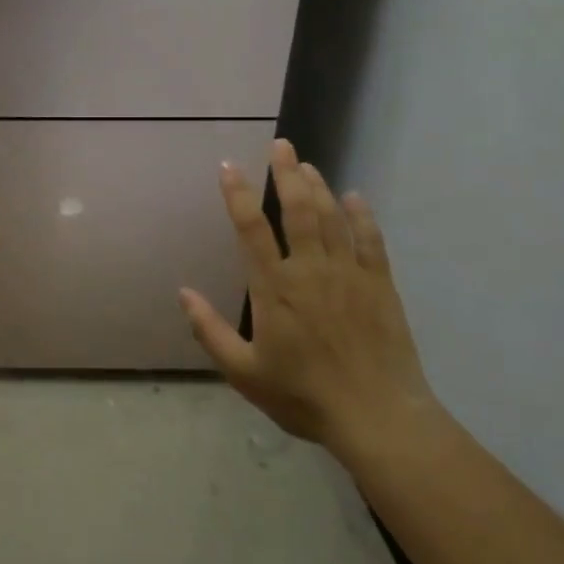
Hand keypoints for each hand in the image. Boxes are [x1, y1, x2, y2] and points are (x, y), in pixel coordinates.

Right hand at [179, 139, 436, 454]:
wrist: (378, 418)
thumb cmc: (303, 395)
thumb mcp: (244, 372)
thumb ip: (210, 331)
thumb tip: (183, 293)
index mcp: (274, 288)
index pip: (251, 229)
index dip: (237, 195)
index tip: (228, 166)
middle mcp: (310, 270)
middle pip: (297, 210)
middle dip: (286, 174)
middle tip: (280, 145)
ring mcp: (349, 275)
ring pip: (331, 218)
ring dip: (317, 187)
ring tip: (306, 164)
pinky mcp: (380, 286)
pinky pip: (370, 241)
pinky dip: (362, 216)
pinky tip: (355, 198)